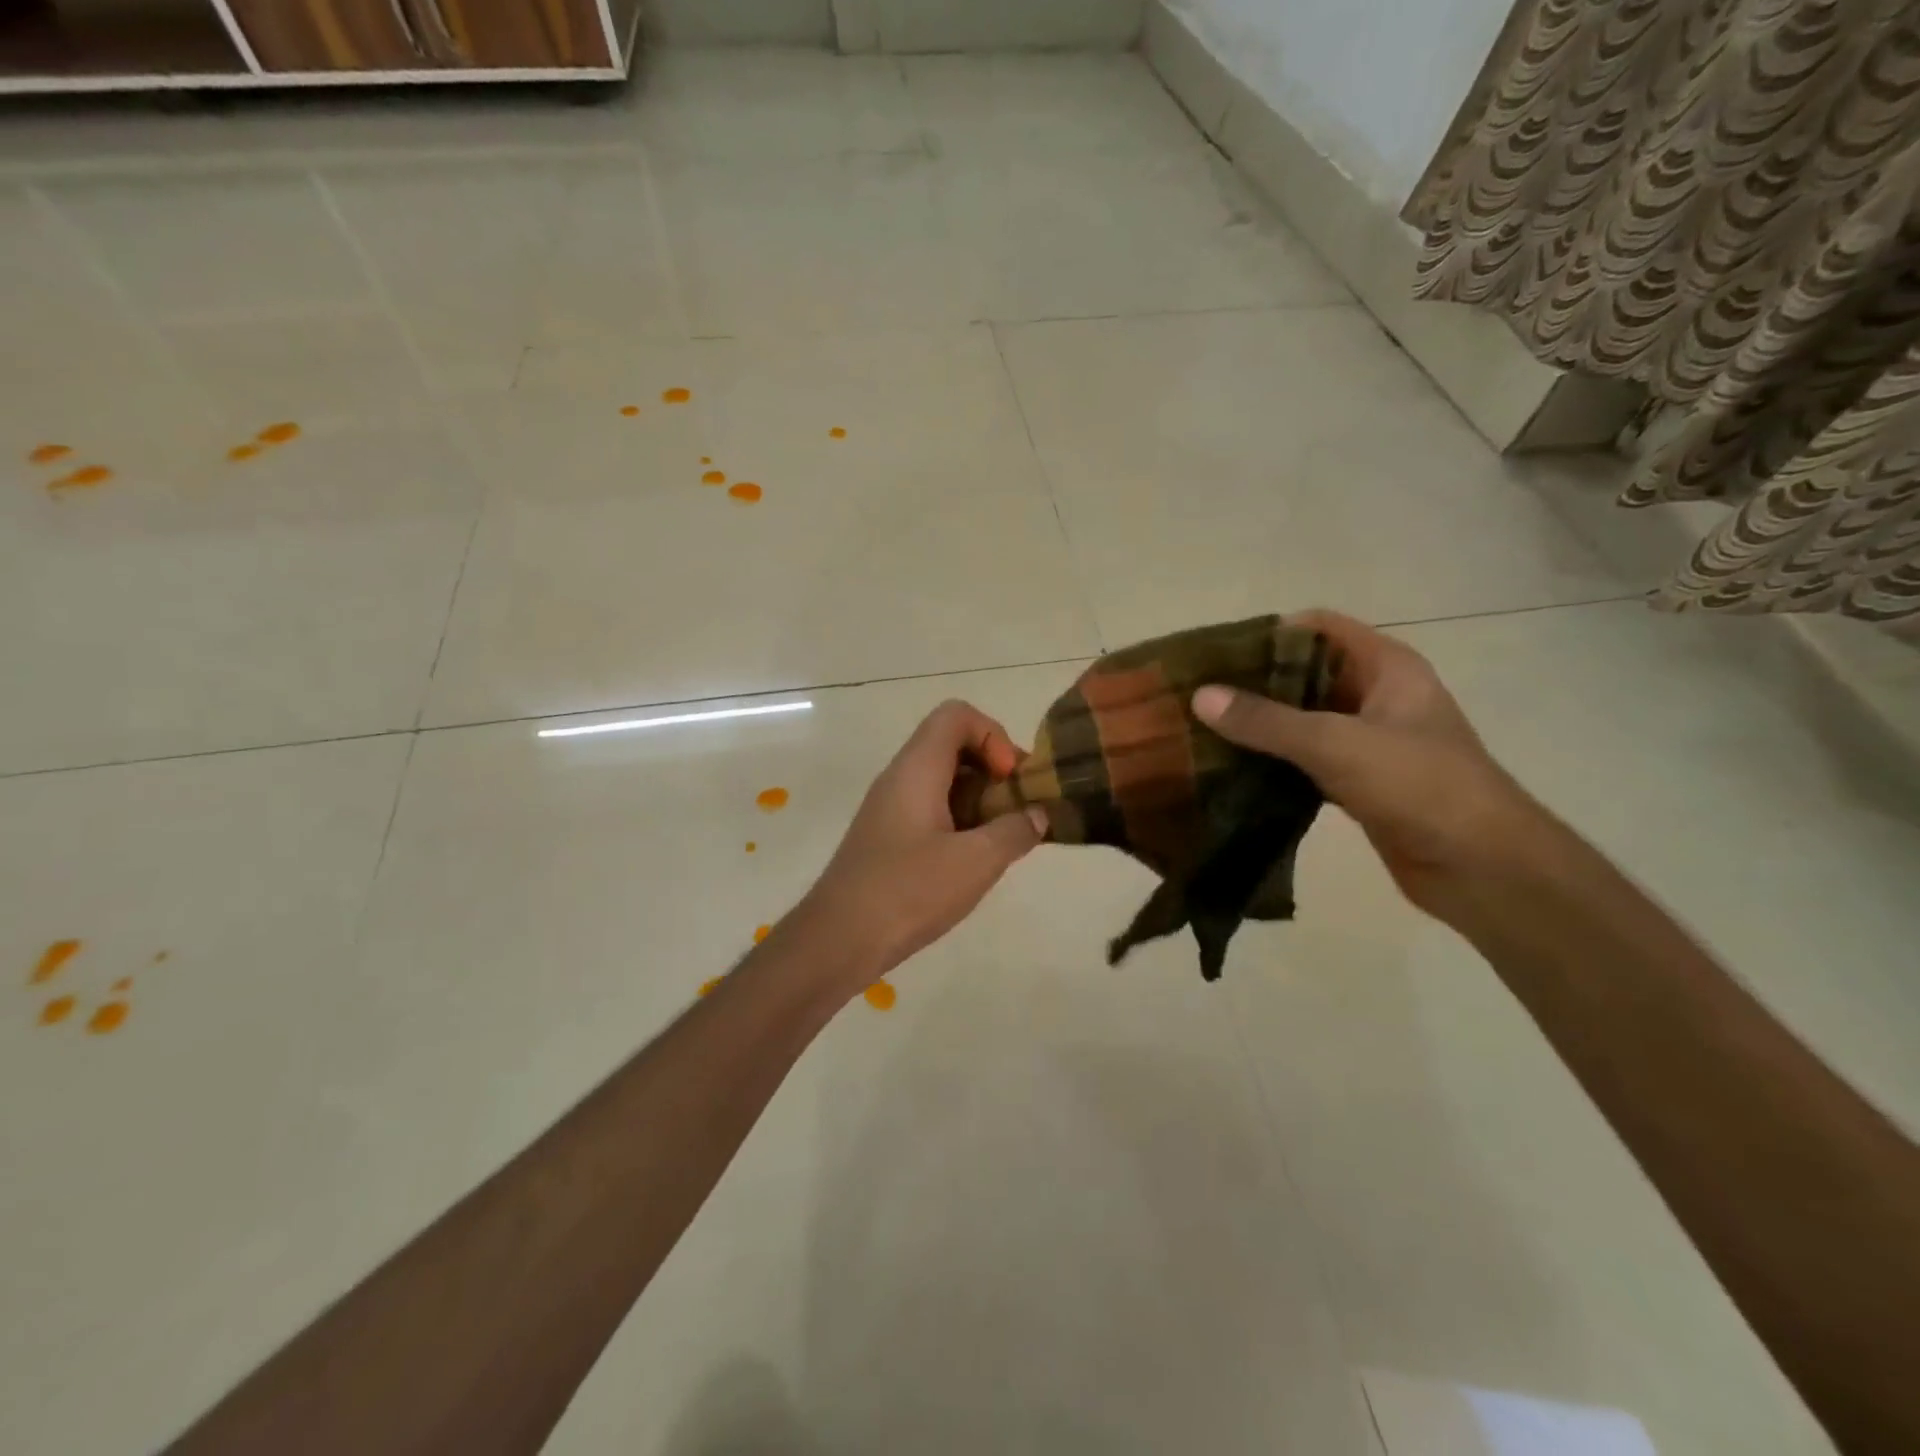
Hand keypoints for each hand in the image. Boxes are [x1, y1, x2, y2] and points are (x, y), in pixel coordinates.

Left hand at [798, 700, 1046, 986]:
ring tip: (1003, 838)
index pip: (956, 715)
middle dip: (993, 769)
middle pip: (952, 745)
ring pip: (942, 780)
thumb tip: (1037, 816)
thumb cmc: (908, 891)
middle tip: (1018, 809)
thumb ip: (1014, 832)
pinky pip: (930, 809)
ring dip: (979, 799)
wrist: (838, 939)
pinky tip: (973, 861)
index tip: (1009, 779)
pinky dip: (960, 821)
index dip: (993, 735)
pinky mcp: (887, 837)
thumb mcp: (976, 862)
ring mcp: (890, 808)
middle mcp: (900, 778)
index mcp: (917, 768)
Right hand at [1191, 609, 1546, 924]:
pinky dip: (1273, 763)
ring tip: (1203, 730)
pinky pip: (1305, 761)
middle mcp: (1378, 697)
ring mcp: (1369, 742)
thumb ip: (1266, 721)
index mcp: (1387, 667)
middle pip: (1305, 674)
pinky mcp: (1359, 784)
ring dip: (1260, 726)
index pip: (1318, 629)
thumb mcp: (1337, 743)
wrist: (1483, 868)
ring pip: (1303, 721)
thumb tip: (1200, 697)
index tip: (1215, 654)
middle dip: (1254, 683)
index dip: (1268, 634)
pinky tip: (1231, 770)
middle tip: (1198, 695)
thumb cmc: (1420, 786)